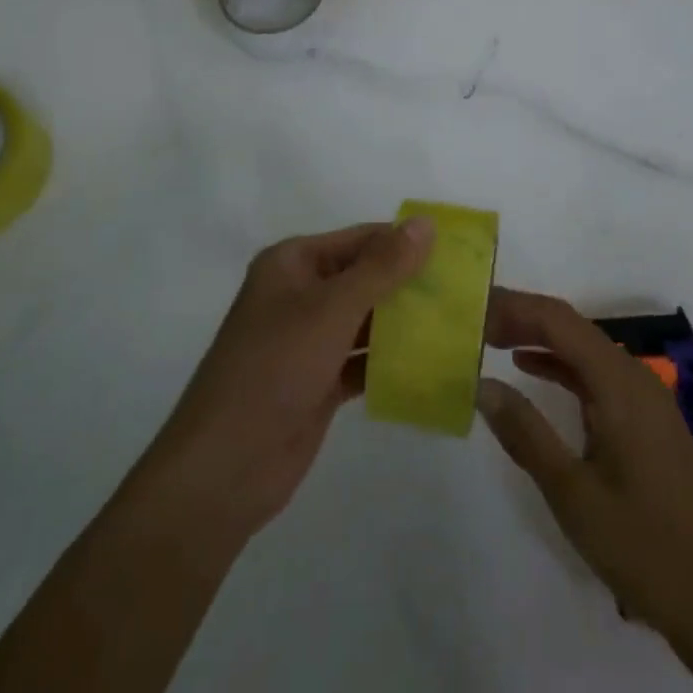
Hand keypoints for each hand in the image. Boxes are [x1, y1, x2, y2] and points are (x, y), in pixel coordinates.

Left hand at [131, 217, 433, 549]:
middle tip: (468, 292)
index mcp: (293, 263)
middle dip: (411, 285)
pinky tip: (433, 366)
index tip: (459, 252)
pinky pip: (363, 361)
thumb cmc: (274, 369)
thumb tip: (426, 223)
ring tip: (461, 327)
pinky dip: (391, 362)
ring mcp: (308, 340)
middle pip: (366, 278)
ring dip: (405, 325)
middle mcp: (300, 294)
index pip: (361, 239)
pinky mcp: (318, 381)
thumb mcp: (331, 309)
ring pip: (366, 321)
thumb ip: (381, 267)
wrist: (224, 469)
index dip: (406, 242)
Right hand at [475, 288, 692, 647]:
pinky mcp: (648, 424)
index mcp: (619, 383)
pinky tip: (532, 372)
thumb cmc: (647, 548)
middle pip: (571, 327)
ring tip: (493, 339)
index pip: (558, 320)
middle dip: (522, 317)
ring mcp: (646, 401)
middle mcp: (635, 378)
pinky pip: (597, 375)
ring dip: (540, 338)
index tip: (472, 309)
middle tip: (474, 321)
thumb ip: (526, 434)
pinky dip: (561, 366)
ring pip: (584, 349)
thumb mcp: (573, 494)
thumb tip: (482, 384)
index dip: (514, 307)